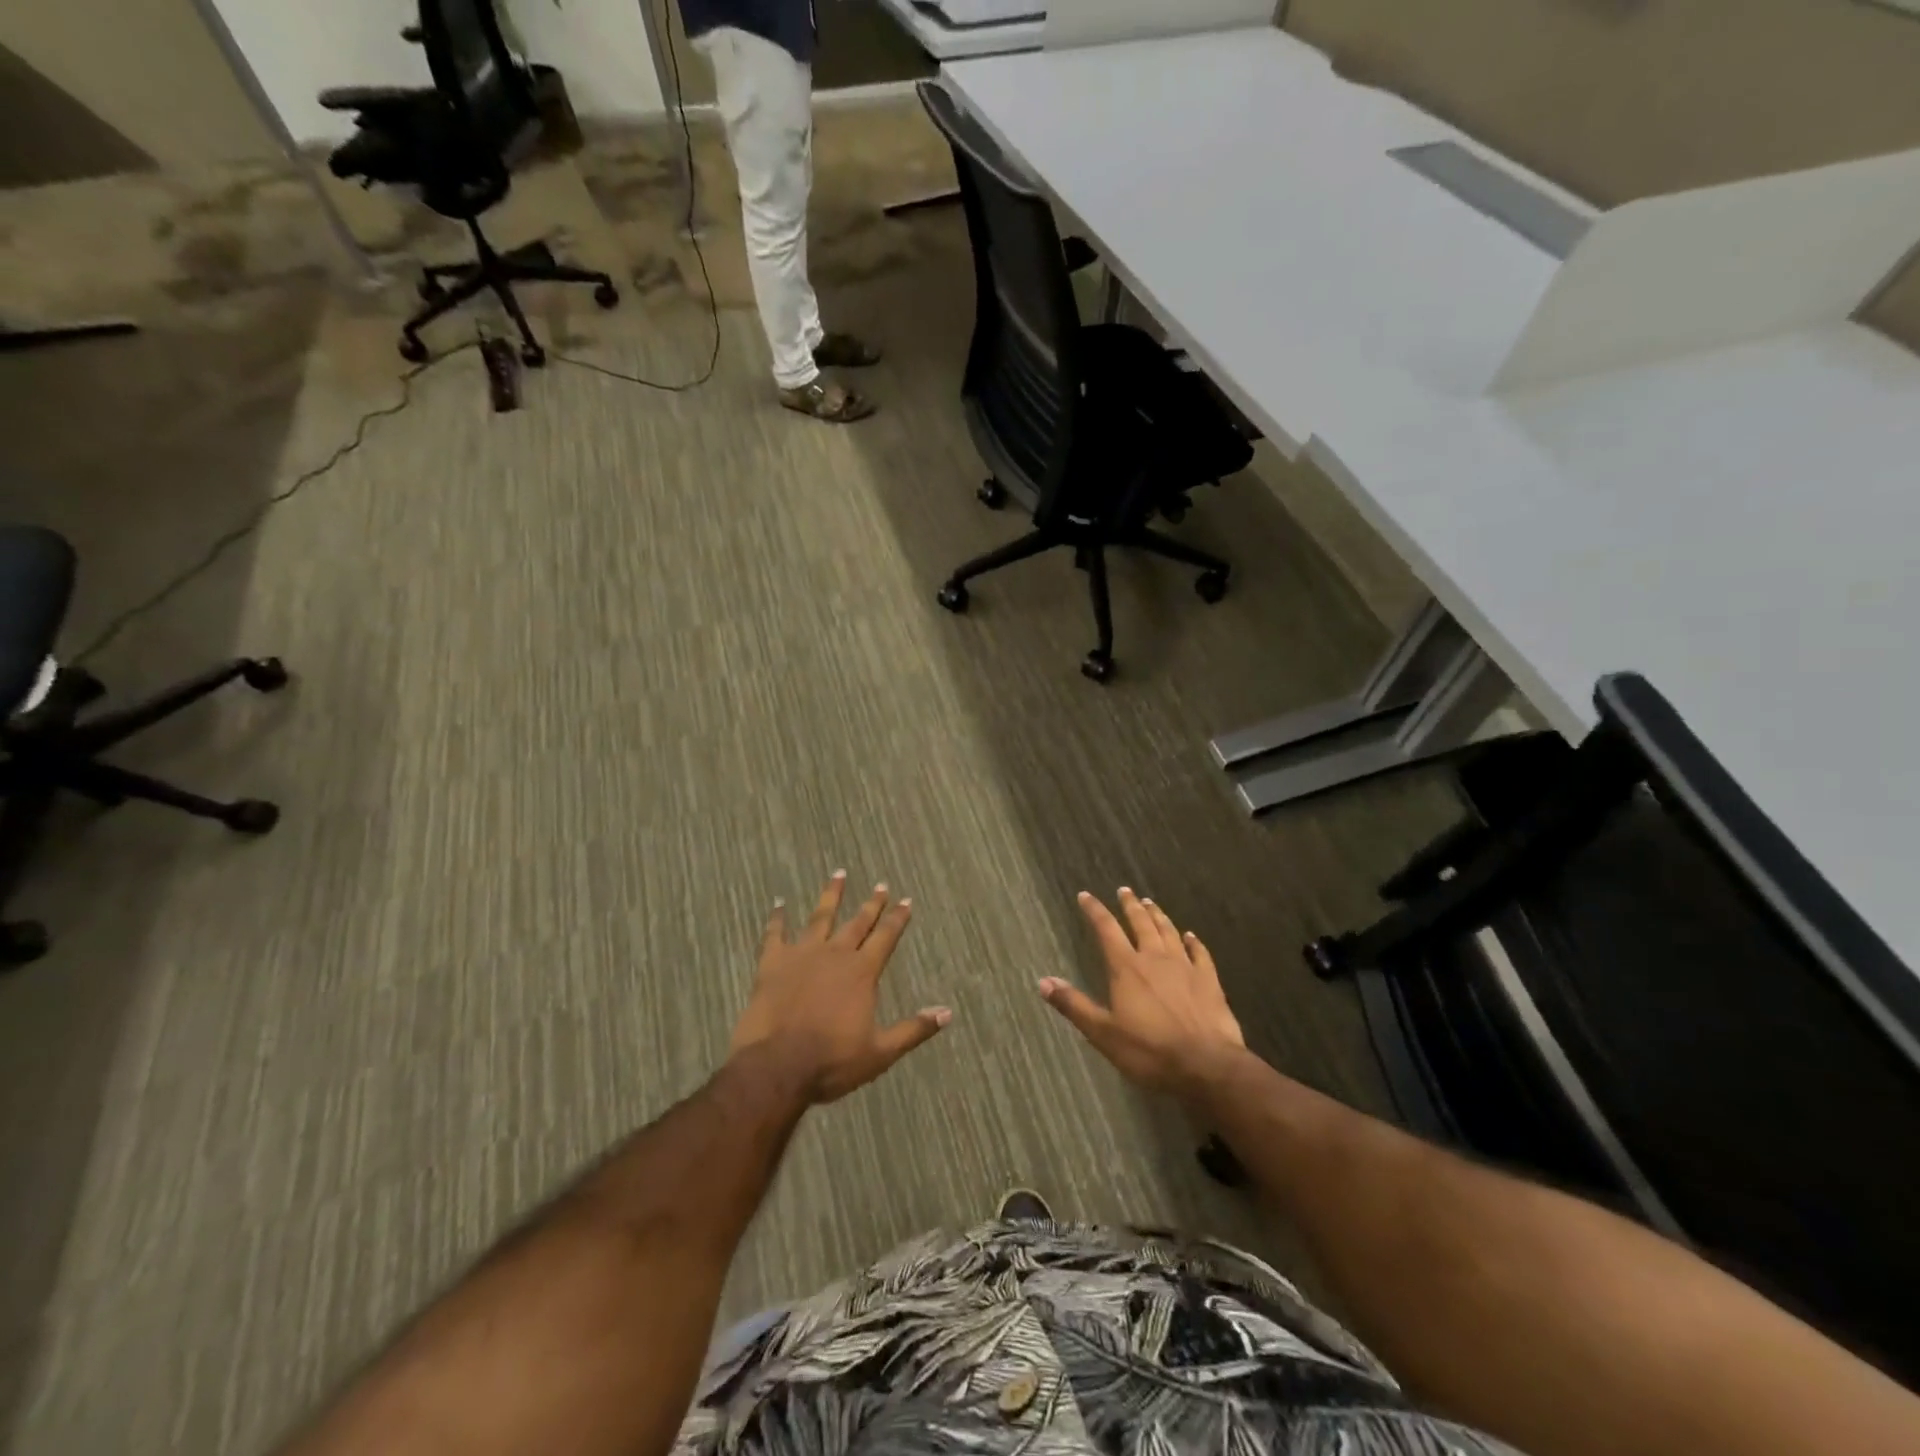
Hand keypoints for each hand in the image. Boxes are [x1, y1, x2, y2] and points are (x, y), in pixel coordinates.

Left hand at [730, 871, 951, 1103]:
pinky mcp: (772, 964)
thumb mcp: (881, 1052)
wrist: (777, 1067)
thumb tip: (947, 1012)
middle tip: (881, 885)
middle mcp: (835, 954)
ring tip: (838, 874)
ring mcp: (801, 955)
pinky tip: (779, 903)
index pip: (885, 937)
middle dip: (871, 904)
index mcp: (862, 972)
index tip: (906, 900)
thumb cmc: (832, 1061)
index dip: (898, 918)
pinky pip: (775, 934)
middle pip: (857, 923)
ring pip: (820, 917)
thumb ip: (914, 1029)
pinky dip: (777, 918)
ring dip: (831, 896)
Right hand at [1041, 888, 1244, 1095]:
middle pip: (1141, 923)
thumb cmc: (1149, 1051)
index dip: (1094, 910)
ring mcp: (1185, 967)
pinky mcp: (1209, 981)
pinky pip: (1200, 953)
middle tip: (1124, 890)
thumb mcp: (1103, 1033)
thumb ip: (1074, 1005)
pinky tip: (1191, 936)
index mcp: (1127, 968)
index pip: (1106, 929)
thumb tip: (1043, 981)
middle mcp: (1155, 958)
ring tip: (1150, 903)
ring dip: (1158, 916)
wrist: (1207, 1065)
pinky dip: (1194, 942)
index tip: (1085, 895)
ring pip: (1169, 932)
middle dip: (1130, 906)